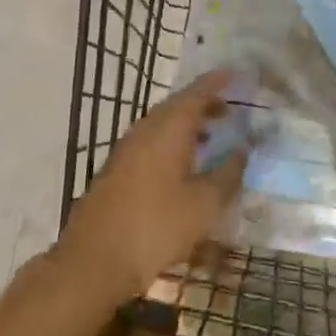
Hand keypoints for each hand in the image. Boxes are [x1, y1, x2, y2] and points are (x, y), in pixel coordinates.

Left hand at [55, 73, 247, 305]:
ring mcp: (127, 148)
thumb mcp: (203, 204)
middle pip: (178, 105)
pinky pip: (152, 141)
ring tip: (212, 137)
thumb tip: (243, 149)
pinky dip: (173, 142)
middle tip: (229, 110)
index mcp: (169, 127)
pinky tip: (183, 165)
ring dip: (188, 125)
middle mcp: (146, 128)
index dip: (217, 82)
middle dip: (204, 104)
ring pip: (163, 124)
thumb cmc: (155, 227)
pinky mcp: (117, 169)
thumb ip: (228, 173)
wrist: (93, 261)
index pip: (197, 92)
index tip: (236, 75)